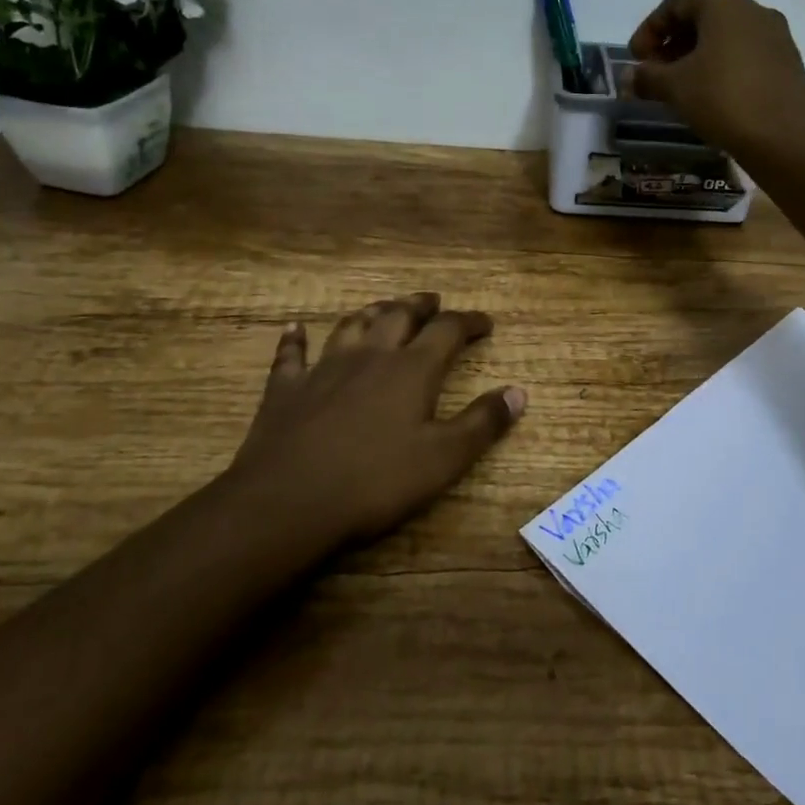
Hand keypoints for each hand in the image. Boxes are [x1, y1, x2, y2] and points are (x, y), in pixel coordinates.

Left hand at [225, 293, 525, 545]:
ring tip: (383, 307)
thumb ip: (482, 423)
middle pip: (398, 315)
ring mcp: (324, 368)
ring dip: (371, 312)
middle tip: (433, 302)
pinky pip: (291, 354)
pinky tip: (295, 328)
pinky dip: (295, 338)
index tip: (486, 322)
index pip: (448, 331)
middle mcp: (370, 356)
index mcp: (411, 370)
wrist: (289, 502)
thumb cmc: (375, 482)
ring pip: (351, 326)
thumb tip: (518, 392)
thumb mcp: (443, 459)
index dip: (469, 322)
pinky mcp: (286, 389)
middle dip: (420, 306)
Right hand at [628, 0, 804, 156]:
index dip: (650, 28)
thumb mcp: (674, 87)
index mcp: (723, 4)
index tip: (636, 58)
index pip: (677, 2)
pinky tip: (711, 94)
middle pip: (703, 17)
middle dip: (673, 43)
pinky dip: (722, 66)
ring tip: (680, 86)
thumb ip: (647, 77)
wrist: (782, 136)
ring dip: (697, 56)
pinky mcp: (787, 62)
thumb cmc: (722, 99)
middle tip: (655, 72)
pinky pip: (745, 54)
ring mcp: (775, 35)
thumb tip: (629, 76)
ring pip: (726, 37)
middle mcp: (753, 10)